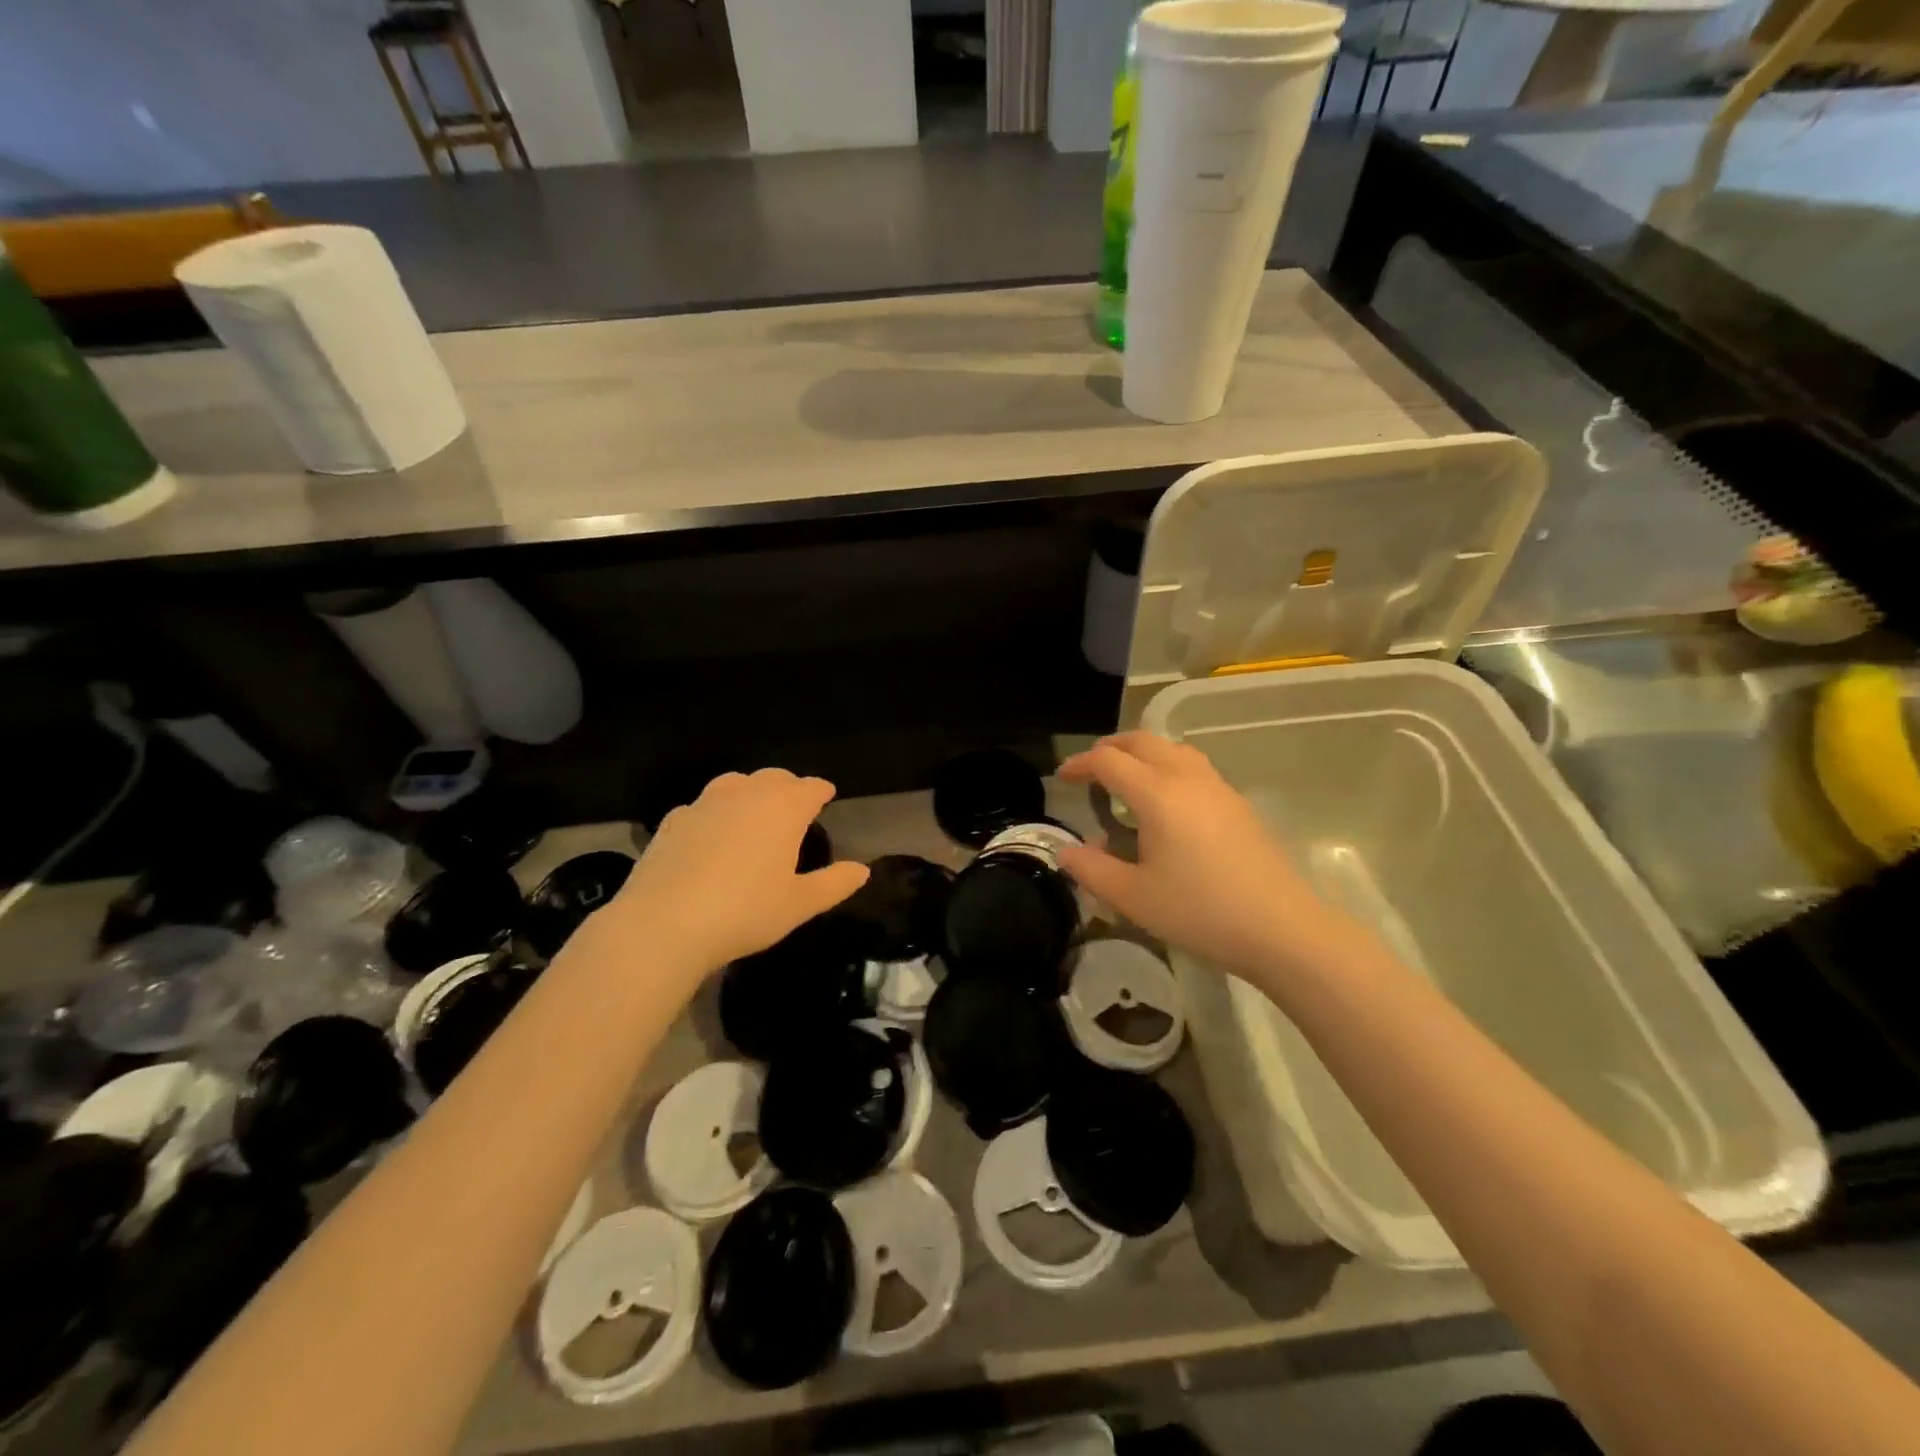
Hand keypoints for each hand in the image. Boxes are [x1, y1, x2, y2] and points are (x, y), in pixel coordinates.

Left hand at [607, 769, 868, 978]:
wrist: (663, 925)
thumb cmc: (745, 912)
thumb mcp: (799, 904)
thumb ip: (834, 883)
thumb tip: (861, 869)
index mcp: (783, 809)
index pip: (810, 787)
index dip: (821, 792)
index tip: (827, 797)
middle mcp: (745, 795)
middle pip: (774, 777)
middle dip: (789, 787)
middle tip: (795, 807)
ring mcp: (704, 804)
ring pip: (735, 783)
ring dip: (751, 792)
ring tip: (754, 815)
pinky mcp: (673, 821)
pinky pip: (703, 806)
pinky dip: (716, 813)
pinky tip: (712, 836)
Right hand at [1057, 732, 1346, 982]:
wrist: (1283, 928)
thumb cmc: (1200, 911)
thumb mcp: (1132, 897)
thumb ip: (1091, 869)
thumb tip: (1065, 851)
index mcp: (1157, 794)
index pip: (1109, 761)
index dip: (1080, 764)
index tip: (1062, 778)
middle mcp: (1187, 778)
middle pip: (1142, 741)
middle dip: (1110, 749)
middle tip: (1090, 771)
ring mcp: (1218, 788)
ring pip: (1172, 749)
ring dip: (1142, 754)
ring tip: (1126, 781)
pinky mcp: (1238, 804)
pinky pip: (1193, 767)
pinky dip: (1166, 768)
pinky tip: (1166, 806)